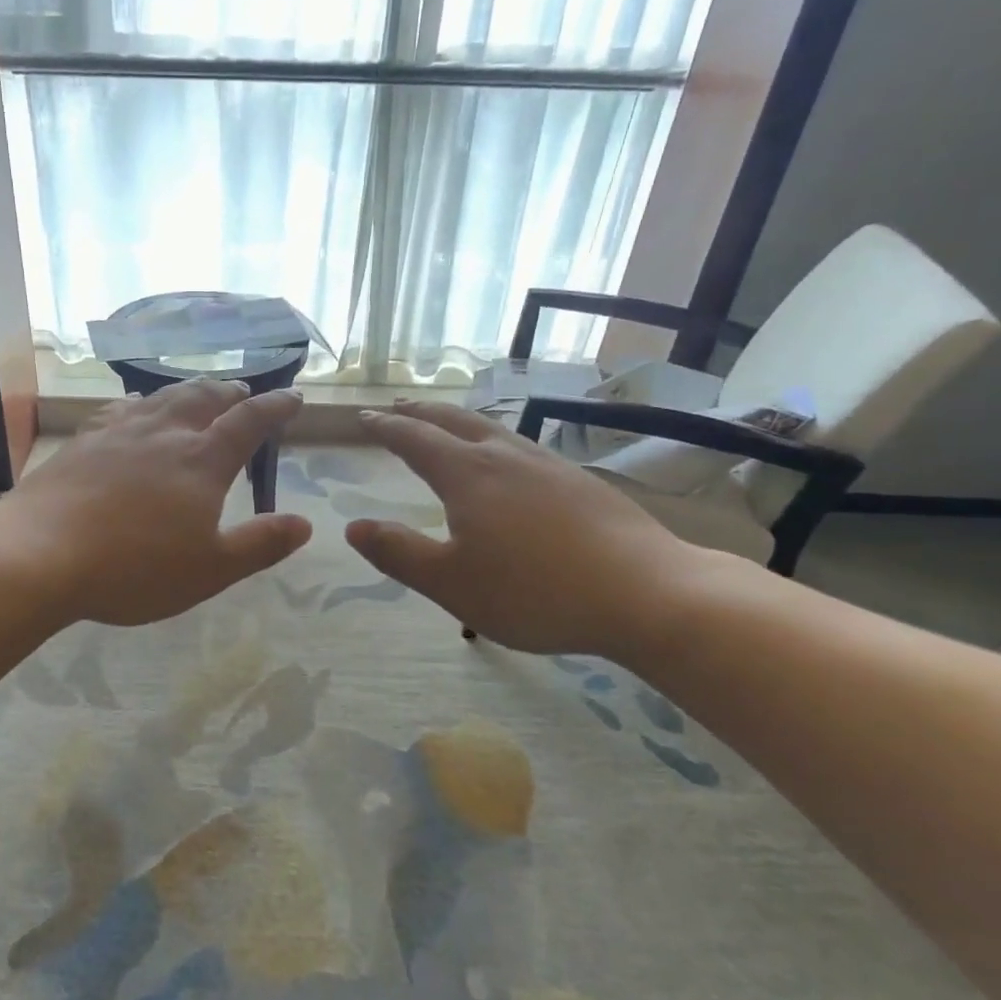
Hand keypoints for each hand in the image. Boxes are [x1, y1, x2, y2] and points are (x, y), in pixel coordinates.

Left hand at [3, 381, 312, 626]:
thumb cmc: (134, 568)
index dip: (275, 407)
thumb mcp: (210, 569)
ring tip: (199, 391)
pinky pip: (119, 409)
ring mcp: (119, 433)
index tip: (294, 397)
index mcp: (201, 462)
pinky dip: (139, 402)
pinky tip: (134, 405)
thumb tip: (305, 524)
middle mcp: (164, 434)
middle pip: (204, 399)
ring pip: (162, 398)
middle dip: (230, 392)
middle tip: (243, 390)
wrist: (42, 553)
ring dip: (189, 390)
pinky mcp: (83, 441)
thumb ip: (260, 544)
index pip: (248, 423)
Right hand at [345, 401, 706, 659]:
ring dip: (457, 421)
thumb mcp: (451, 583)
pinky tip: (506, 460)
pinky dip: (493, 440)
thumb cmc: (535, 592)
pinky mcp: (579, 480)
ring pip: (491, 429)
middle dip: (419, 412)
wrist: (647, 592)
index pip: (414, 439)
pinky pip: (520, 445)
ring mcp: (547, 464)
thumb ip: (398, 553)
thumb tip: (353, 527)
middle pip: (452, 421)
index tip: (364, 417)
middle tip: (397, 407)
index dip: (386, 427)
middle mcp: (504, 456)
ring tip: (445, 425)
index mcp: (467, 475)